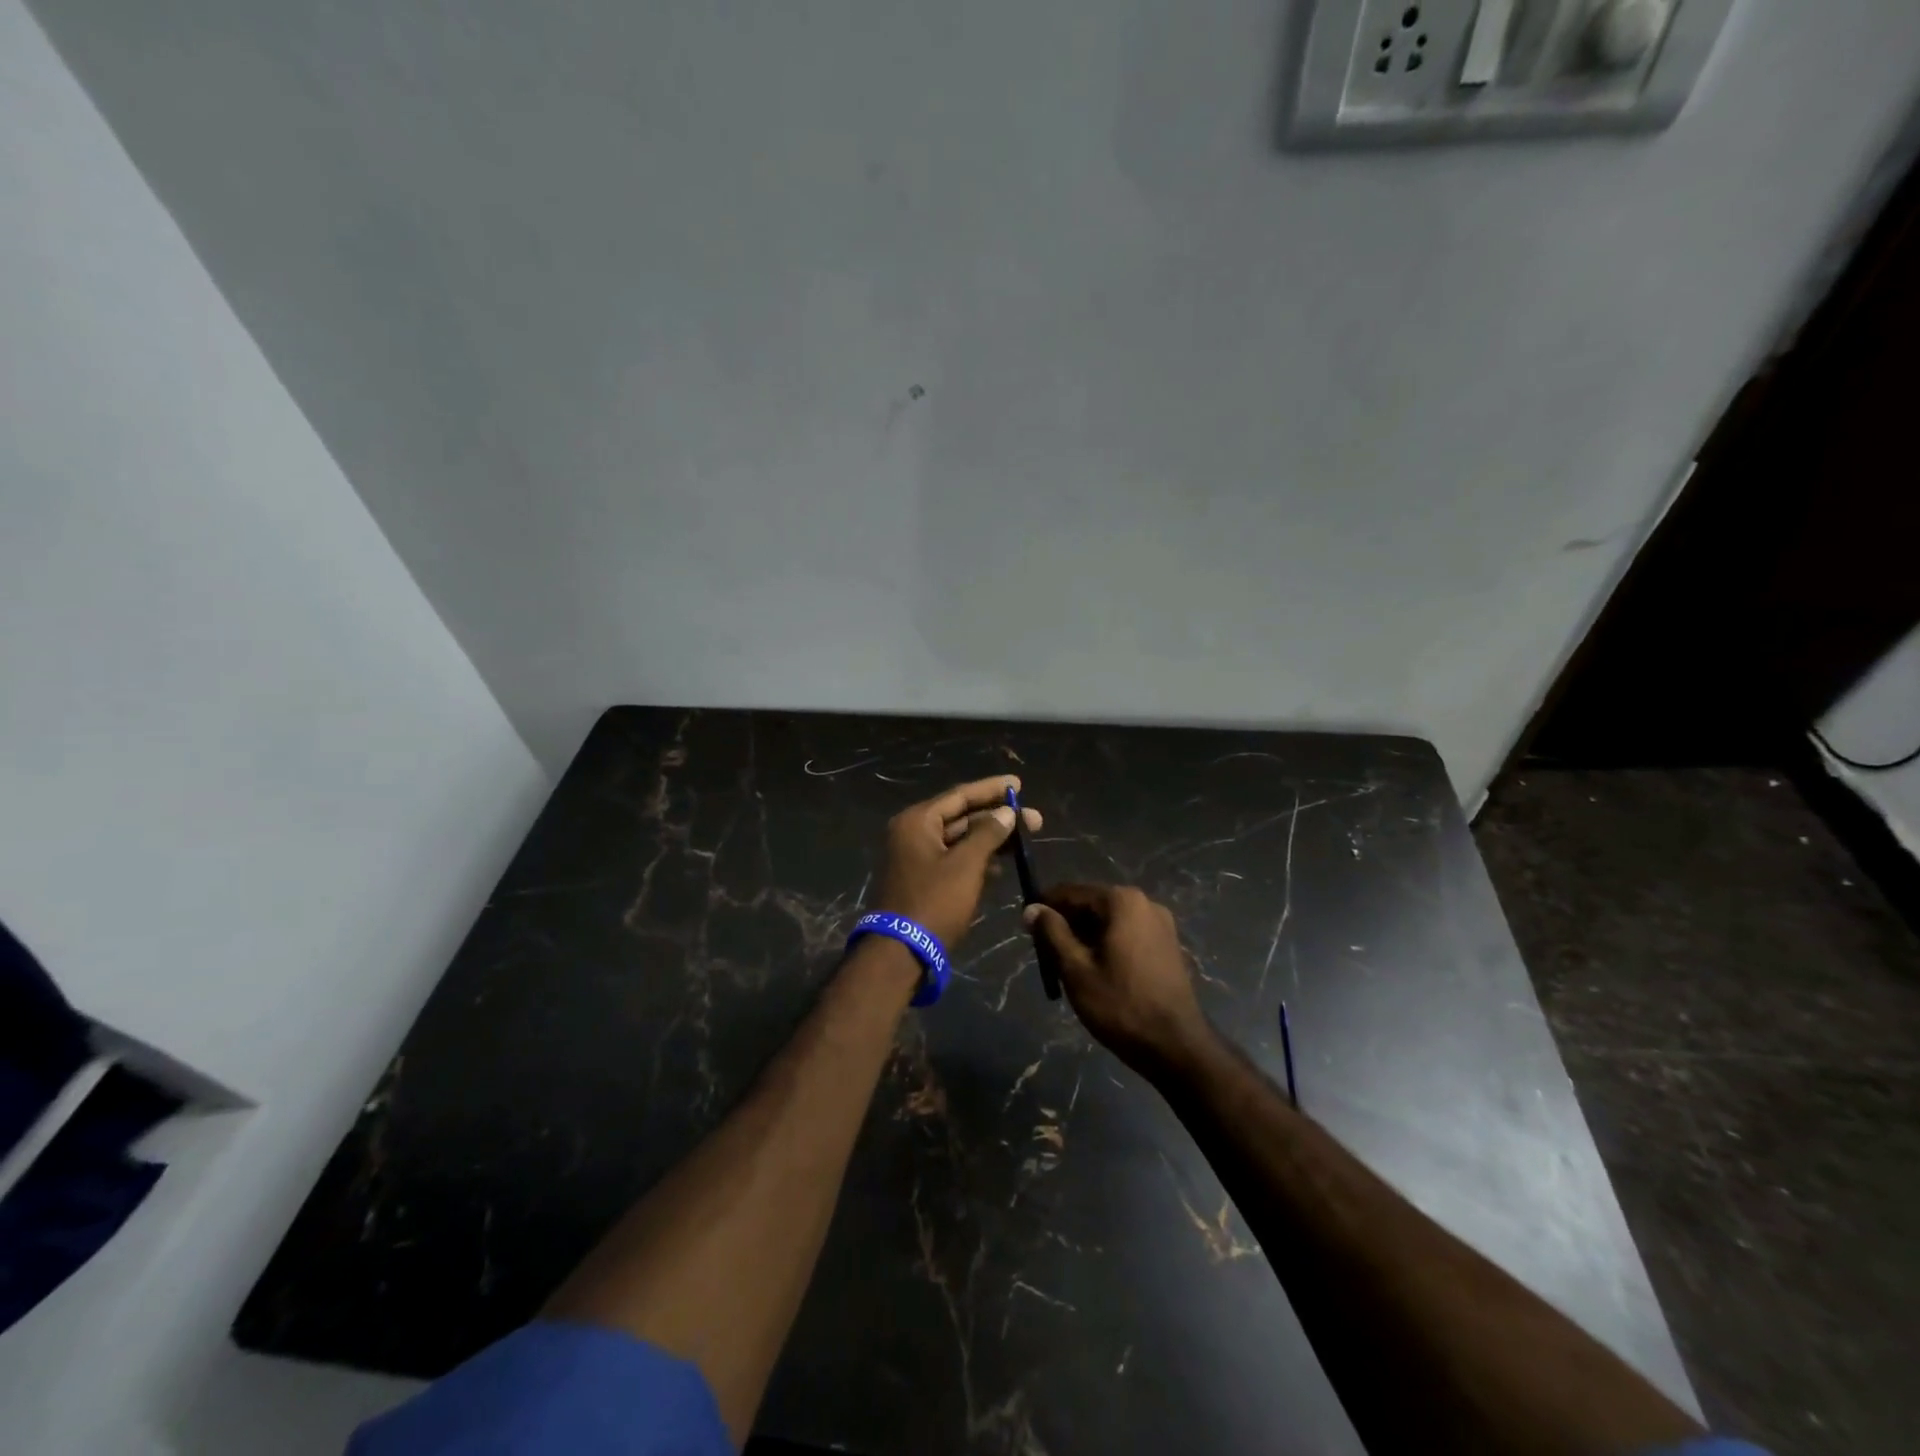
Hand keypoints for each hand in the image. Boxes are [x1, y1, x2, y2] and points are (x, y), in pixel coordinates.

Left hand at [873, 775, 1041, 950]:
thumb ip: (987, 834)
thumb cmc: (934, 902)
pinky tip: (1001, 867)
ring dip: (990, 839)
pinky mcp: (922, 880)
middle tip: (1034, 820)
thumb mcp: (966, 865)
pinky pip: (954, 859)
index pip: (960, 795)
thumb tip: (1006, 812)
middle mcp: (913, 833)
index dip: (992, 789)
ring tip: (1024, 841)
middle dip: (997, 817)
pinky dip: (976, 859)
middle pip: (961, 816)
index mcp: (917, 821)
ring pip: (959, 839)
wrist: (900, 953)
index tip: (1019, 785)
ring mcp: (916, 857)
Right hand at [1023, 884, 1210, 1073]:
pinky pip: (1127, 934)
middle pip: (1092, 904)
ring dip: (1085, 936)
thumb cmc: (1120, 1005)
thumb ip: (1052, 933)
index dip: (1045, 907)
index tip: (1026, 926)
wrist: (1177, 1046)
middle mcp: (1144, 902)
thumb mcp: (1076, 969)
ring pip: (1109, 920)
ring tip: (1067, 966)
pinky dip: (1107, 944)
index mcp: (1122, 901)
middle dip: (1066, 924)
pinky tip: (1096, 971)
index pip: (1071, 892)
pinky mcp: (1167, 945)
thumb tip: (1031, 909)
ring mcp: (1160, 923)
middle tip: (1045, 952)